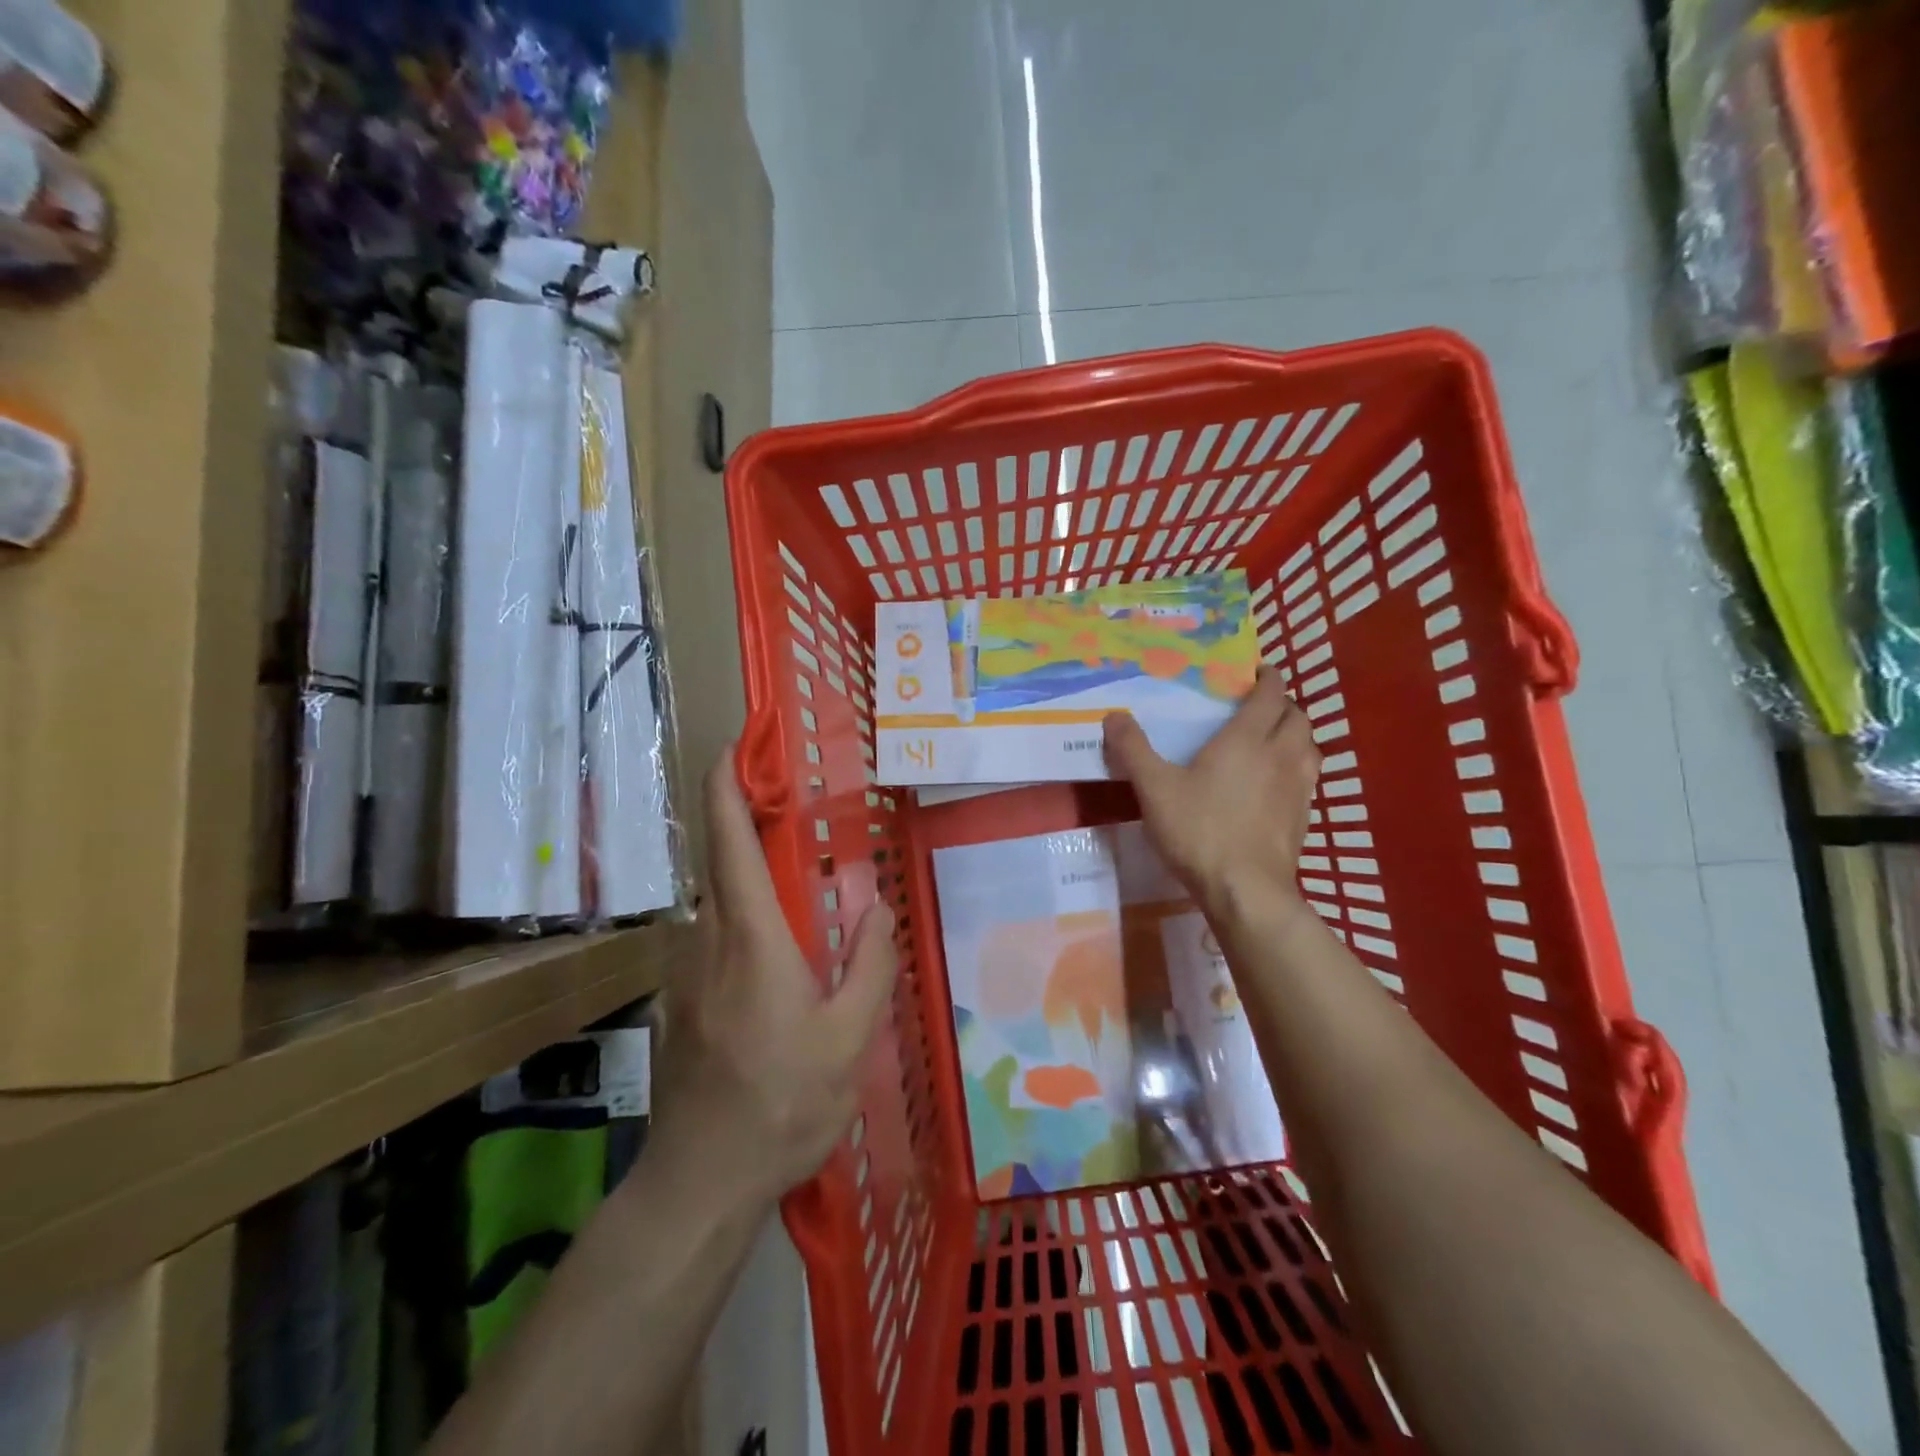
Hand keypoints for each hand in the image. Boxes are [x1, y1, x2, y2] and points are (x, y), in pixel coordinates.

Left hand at [648, 746, 898, 1209]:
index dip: (726, 786)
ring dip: (746, 876)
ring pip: (715, 902)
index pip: (729, 842)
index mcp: (751, 938)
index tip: (734, 745)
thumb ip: (869, 965)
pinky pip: (712, 939)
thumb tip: (878, 907)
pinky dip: (740, 919)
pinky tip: (774, 958)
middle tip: (790, 807)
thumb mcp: (849, 1041)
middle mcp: (707, 941)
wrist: (698, 1181)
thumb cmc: (781, 1105)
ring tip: (795, 886)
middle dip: (744, 821)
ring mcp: (684, 973)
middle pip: (718, 861)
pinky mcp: (678, 1001)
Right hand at [1103, 667, 1320, 912]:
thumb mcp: (1154, 788)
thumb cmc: (1199, 830)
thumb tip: (1114, 715)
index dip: (1269, 678)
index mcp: (1247, 739)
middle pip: (1297, 717)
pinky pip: (1309, 778)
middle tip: (1260, 707)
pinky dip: (1298, 767)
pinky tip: (1278, 784)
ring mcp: (1298, 787)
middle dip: (1283, 705)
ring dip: (1296, 735)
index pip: (1270, 694)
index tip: (1259, 671)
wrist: (1245, 889)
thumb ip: (1133, 750)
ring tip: (1274, 740)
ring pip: (1309, 747)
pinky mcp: (1304, 817)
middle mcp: (1280, 755)